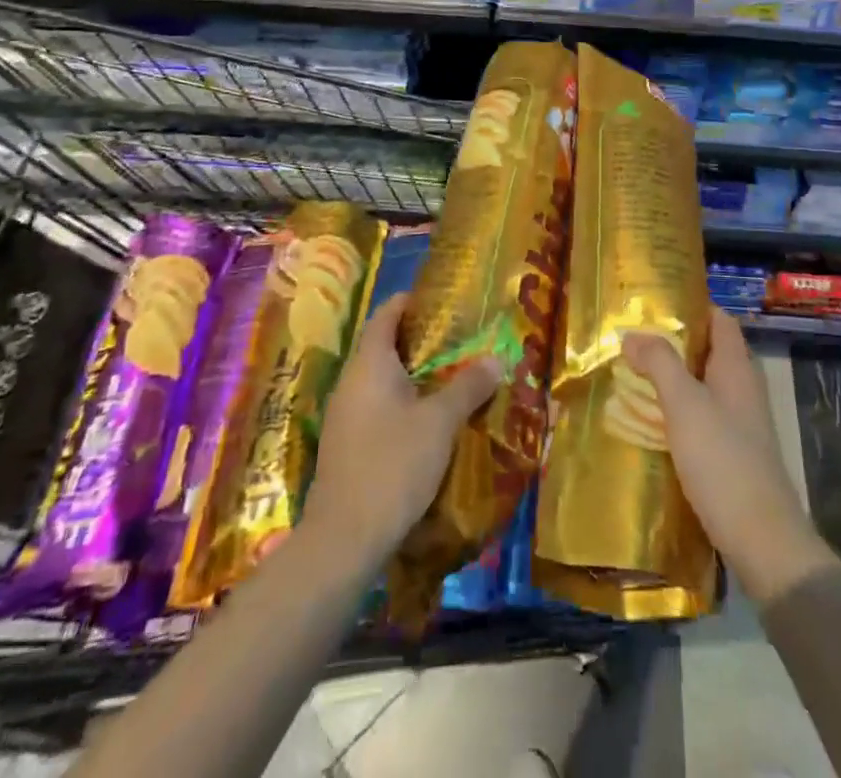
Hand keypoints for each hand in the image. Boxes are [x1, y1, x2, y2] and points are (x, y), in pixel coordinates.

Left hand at [302, 293, 501, 570]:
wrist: (344, 540)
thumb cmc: (393, 465)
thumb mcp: (440, 422)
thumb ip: (468, 386)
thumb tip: (496, 359)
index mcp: (369, 364)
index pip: (385, 315)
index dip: (409, 303)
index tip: (439, 299)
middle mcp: (351, 382)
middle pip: (382, 346)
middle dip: (418, 340)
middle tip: (457, 338)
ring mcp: (345, 416)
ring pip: (380, 380)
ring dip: (412, 374)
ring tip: (450, 375)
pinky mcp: (347, 446)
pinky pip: (376, 407)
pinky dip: (402, 402)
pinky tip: (427, 418)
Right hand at [624, 310, 837, 604]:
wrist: (762, 539)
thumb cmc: (723, 460)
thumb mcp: (684, 404)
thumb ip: (659, 363)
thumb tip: (632, 332)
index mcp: (736, 367)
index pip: (719, 319)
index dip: (691, 305)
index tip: (654, 302)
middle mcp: (742, 388)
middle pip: (708, 350)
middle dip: (673, 342)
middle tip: (632, 338)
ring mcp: (741, 422)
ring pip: (703, 385)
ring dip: (673, 377)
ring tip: (633, 374)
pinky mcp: (733, 452)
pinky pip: (702, 416)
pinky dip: (678, 410)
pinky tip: (652, 420)